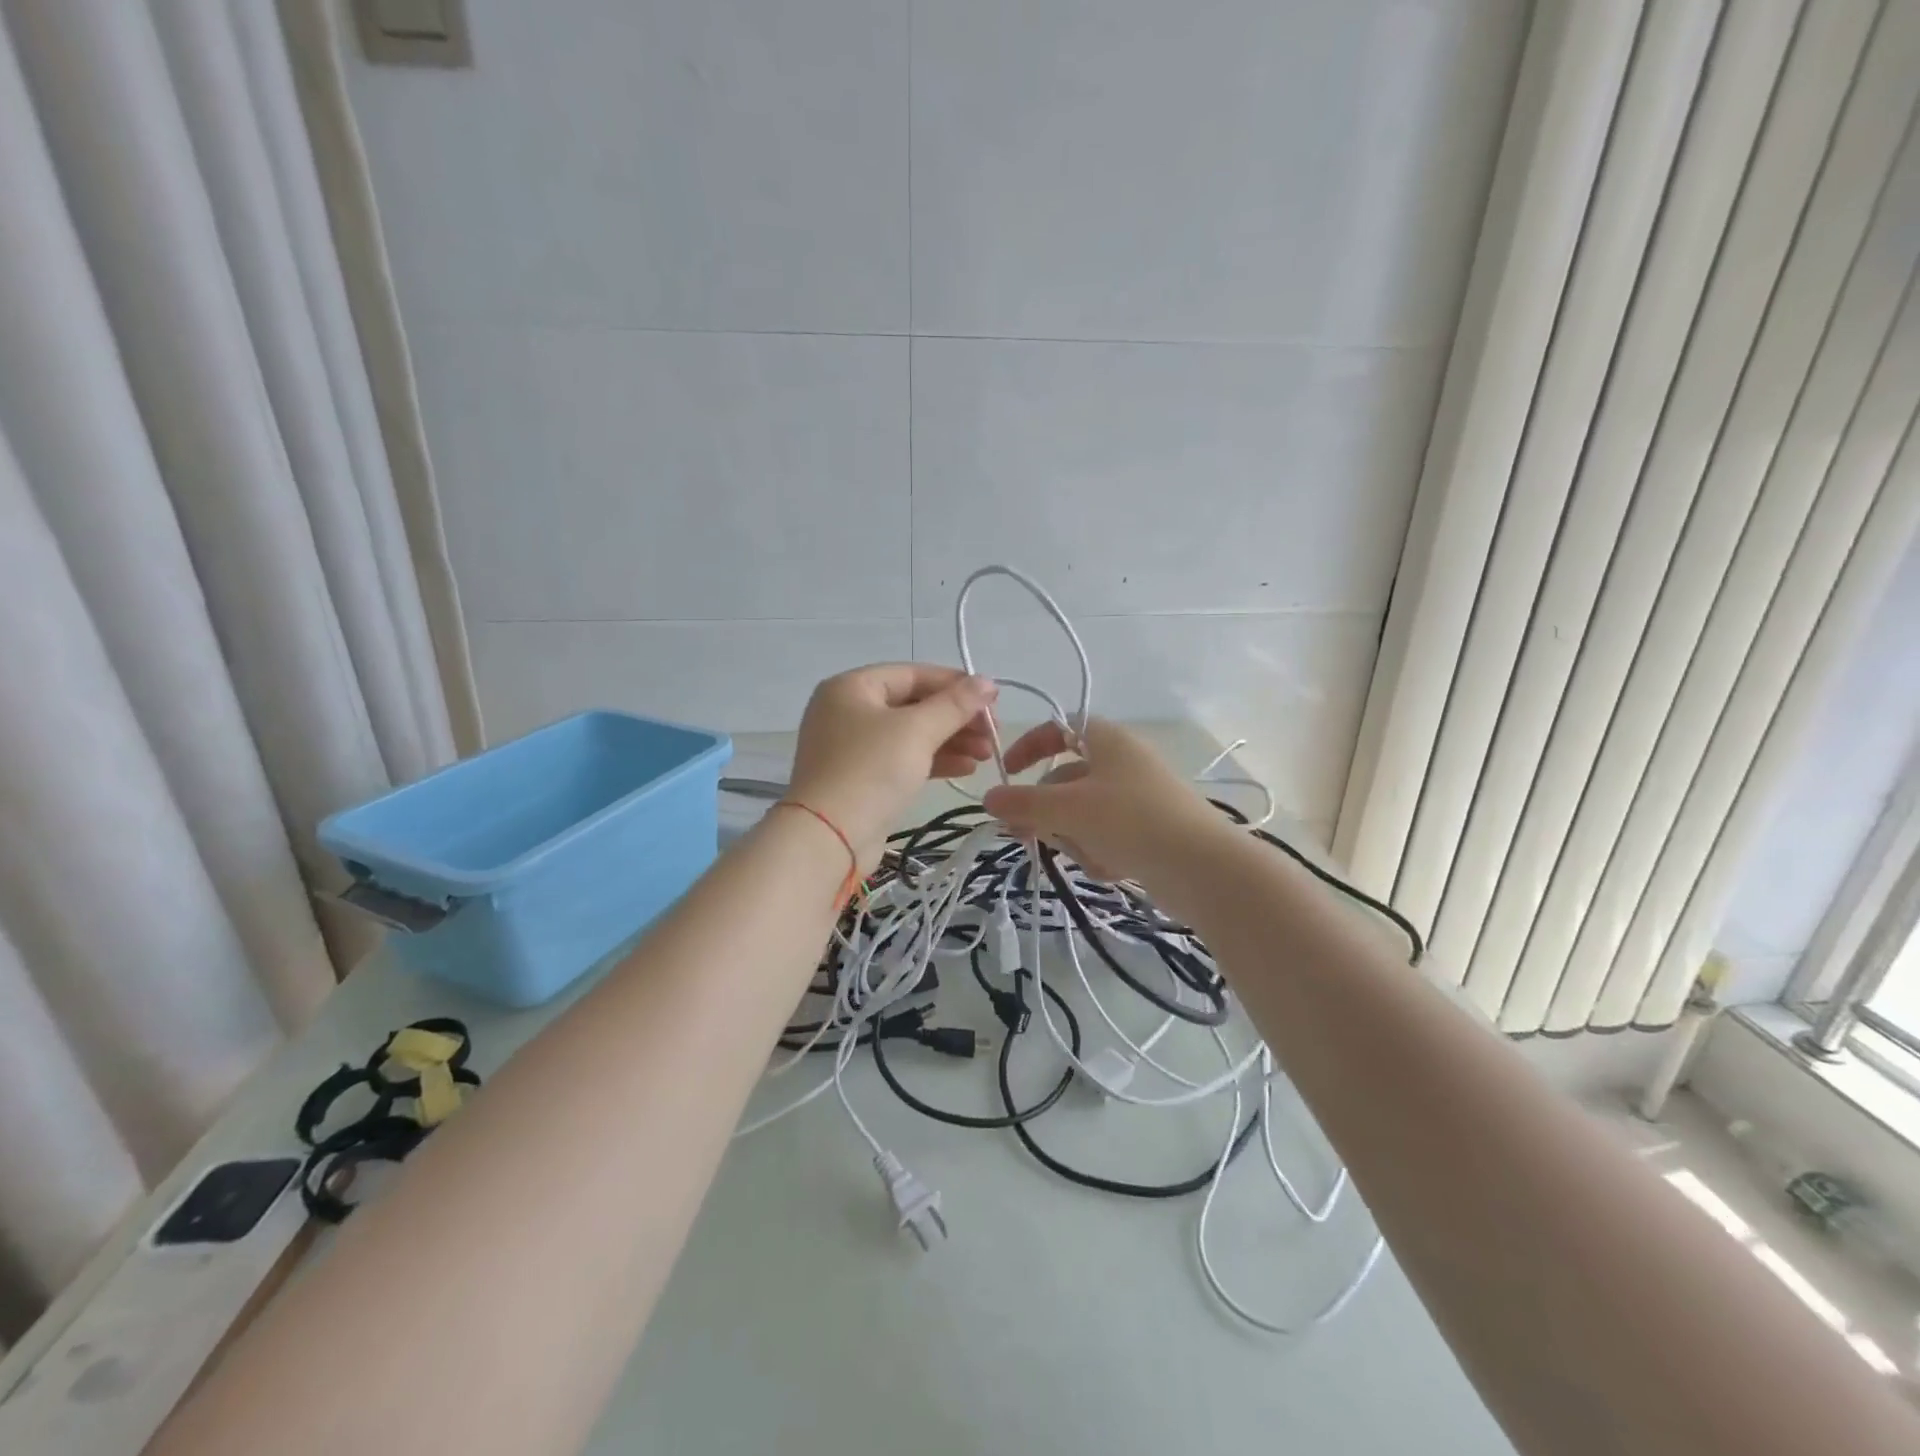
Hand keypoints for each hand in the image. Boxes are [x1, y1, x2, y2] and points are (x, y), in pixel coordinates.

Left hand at [788, 664, 998, 867]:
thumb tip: (988, 682)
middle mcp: (847, 711)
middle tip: (993, 733)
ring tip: (986, 754)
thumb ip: (955, 704)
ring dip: (950, 740)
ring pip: (910, 734)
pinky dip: (933, 761)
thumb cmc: (871, 771)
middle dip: (956, 717)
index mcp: (851, 687)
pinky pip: (902, 760)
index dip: (955, 683)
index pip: (913, 674)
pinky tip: (966, 768)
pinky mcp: (860, 779)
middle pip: (913, 704)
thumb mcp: (917, 731)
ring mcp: (851, 747)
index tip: (992, 699)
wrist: (828, 838)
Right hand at [981, 718, 1222, 884]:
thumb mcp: (1068, 809)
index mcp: (1108, 741)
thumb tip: (989, 798)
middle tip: (1024, 834)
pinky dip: (1100, 852)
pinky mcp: (1151, 831)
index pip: (1059, 729)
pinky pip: (1107, 836)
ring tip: (1086, 855)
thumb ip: (1023, 803)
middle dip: (1046, 809)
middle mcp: (1124, 763)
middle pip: (1066, 779)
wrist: (1204, 868)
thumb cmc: (1131, 821)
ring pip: (1083, 813)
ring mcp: (1140, 798)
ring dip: (1074, 836)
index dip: (1029, 747)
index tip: (1008, 774)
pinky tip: (1111, 869)